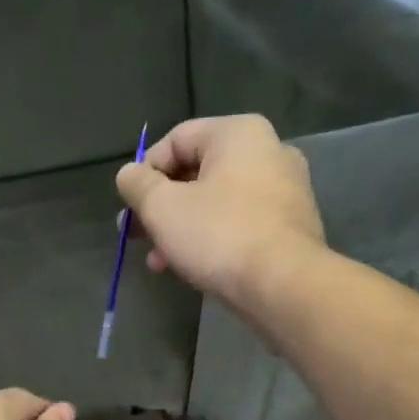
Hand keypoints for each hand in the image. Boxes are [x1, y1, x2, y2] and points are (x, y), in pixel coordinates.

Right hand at [115, 114, 324, 302]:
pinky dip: (211, 239)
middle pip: (195, 173)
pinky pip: (238, 223)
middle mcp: (268, 151)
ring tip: (158, 262)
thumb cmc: (219, 235)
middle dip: (160, 208)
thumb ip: (138, 185)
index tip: (129, 208)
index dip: (144, 172)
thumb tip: (128, 174)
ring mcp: (285, 190)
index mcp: (238, 134)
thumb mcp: (162, 208)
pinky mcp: (290, 226)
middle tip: (136, 237)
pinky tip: (190, 268)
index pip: (176, 140)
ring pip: (215, 202)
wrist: (284, 285)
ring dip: (180, 229)